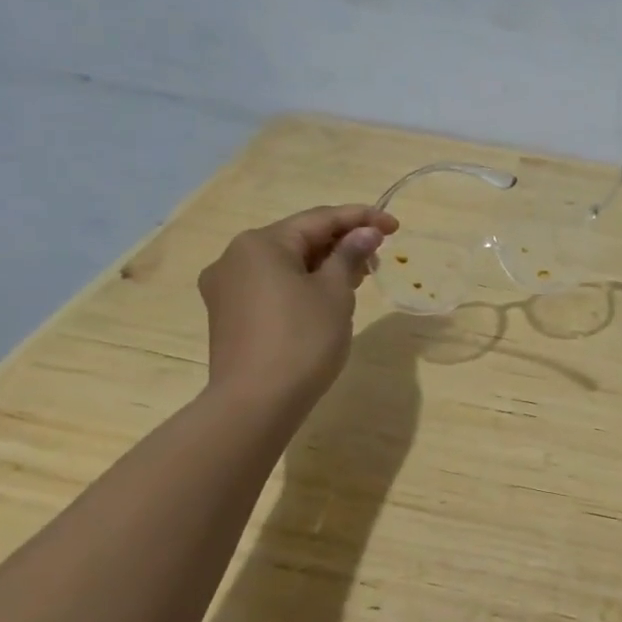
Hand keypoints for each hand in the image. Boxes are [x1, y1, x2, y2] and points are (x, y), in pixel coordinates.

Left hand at [197, 204, 397, 412]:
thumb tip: (365, 233)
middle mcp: (235, 257)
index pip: (319, 219)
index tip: (394, 226)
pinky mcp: (229, 315)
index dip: (361, 218)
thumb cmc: (302, 339)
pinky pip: (272, 285)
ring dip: (323, 265)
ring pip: (285, 263)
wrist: (256, 403)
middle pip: (299, 239)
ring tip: (358, 278)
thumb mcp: (335, 292)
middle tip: (378, 256)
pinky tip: (327, 298)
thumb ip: (349, 255)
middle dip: (341, 244)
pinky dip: (302, 284)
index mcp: (261, 243)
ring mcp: (227, 288)